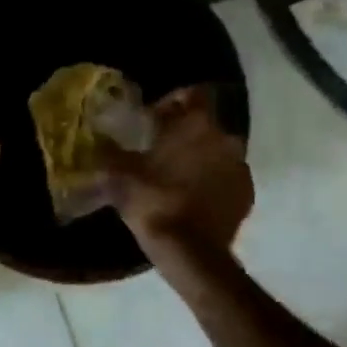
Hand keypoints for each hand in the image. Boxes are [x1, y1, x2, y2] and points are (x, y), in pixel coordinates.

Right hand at [99, 87, 252, 262]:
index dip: (172, 103)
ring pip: (217, 152)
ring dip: (199, 159)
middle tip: (160, 152)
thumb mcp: (119, 174)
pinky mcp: (247, 194)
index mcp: (196, 124)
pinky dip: (212, 183)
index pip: (192, 93)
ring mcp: (240, 167)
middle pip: (204, 125)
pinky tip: (192, 199)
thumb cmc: (153, 202)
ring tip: (176, 178)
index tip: (153, 121)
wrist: (190, 252)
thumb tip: (100, 139)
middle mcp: (225, 137)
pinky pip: (227, 178)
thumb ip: (110, 151)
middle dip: (184, 134)